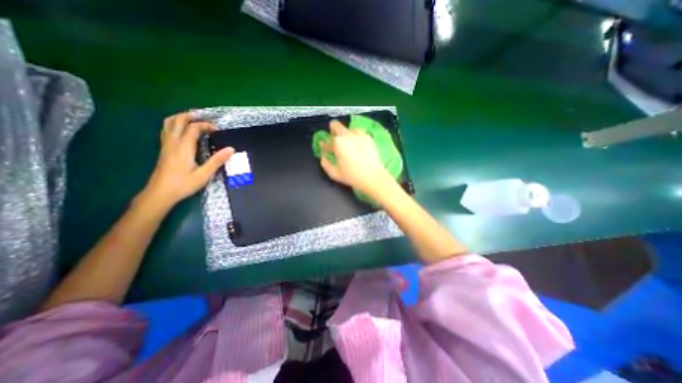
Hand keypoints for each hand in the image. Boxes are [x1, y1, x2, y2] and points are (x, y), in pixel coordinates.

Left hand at [139, 112, 234, 209]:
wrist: (160, 193)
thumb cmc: (184, 184)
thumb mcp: (204, 174)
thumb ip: (217, 160)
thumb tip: (231, 149)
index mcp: (183, 147)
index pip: (193, 128)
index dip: (206, 125)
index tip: (217, 129)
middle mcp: (173, 142)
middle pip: (177, 120)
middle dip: (191, 116)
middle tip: (204, 119)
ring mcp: (166, 145)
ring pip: (168, 123)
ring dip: (181, 118)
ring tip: (193, 120)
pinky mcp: (163, 149)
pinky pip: (167, 130)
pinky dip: (175, 125)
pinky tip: (183, 132)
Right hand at [319, 120, 391, 195]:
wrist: (373, 177)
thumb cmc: (352, 176)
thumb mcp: (334, 173)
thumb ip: (325, 162)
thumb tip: (323, 155)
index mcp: (337, 142)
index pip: (327, 142)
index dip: (325, 146)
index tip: (326, 149)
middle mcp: (347, 134)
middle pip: (336, 125)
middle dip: (333, 131)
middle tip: (335, 142)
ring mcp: (359, 134)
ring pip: (348, 128)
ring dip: (345, 134)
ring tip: (349, 145)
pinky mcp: (368, 137)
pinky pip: (359, 133)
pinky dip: (356, 137)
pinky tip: (358, 146)